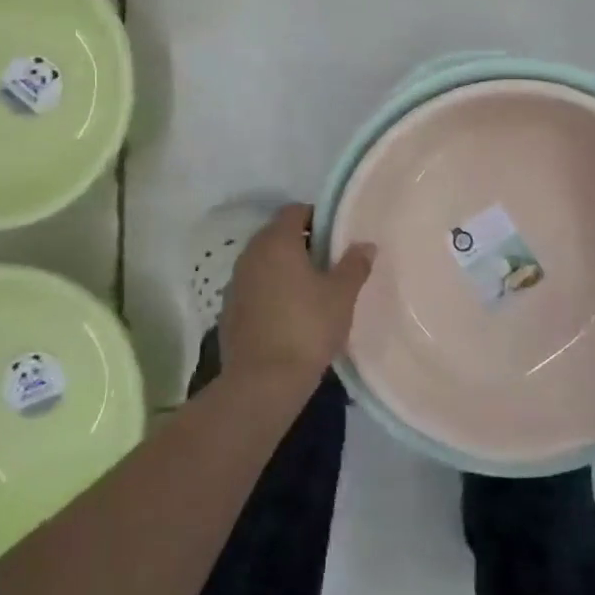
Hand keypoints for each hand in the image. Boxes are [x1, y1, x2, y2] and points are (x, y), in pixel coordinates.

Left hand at [219, 204, 374, 388]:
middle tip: (329, 263)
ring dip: (285, 269)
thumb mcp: (342, 295)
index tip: (336, 237)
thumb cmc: (307, 328)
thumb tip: (365, 244)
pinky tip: (289, 315)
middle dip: (302, 244)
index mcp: (277, 241)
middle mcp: (251, 254)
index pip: (294, 211)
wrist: (262, 383)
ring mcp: (235, 283)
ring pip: (264, 262)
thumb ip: (354, 265)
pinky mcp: (229, 311)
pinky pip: (254, 288)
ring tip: (311, 290)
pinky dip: (271, 292)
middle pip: (277, 235)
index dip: (317, 218)